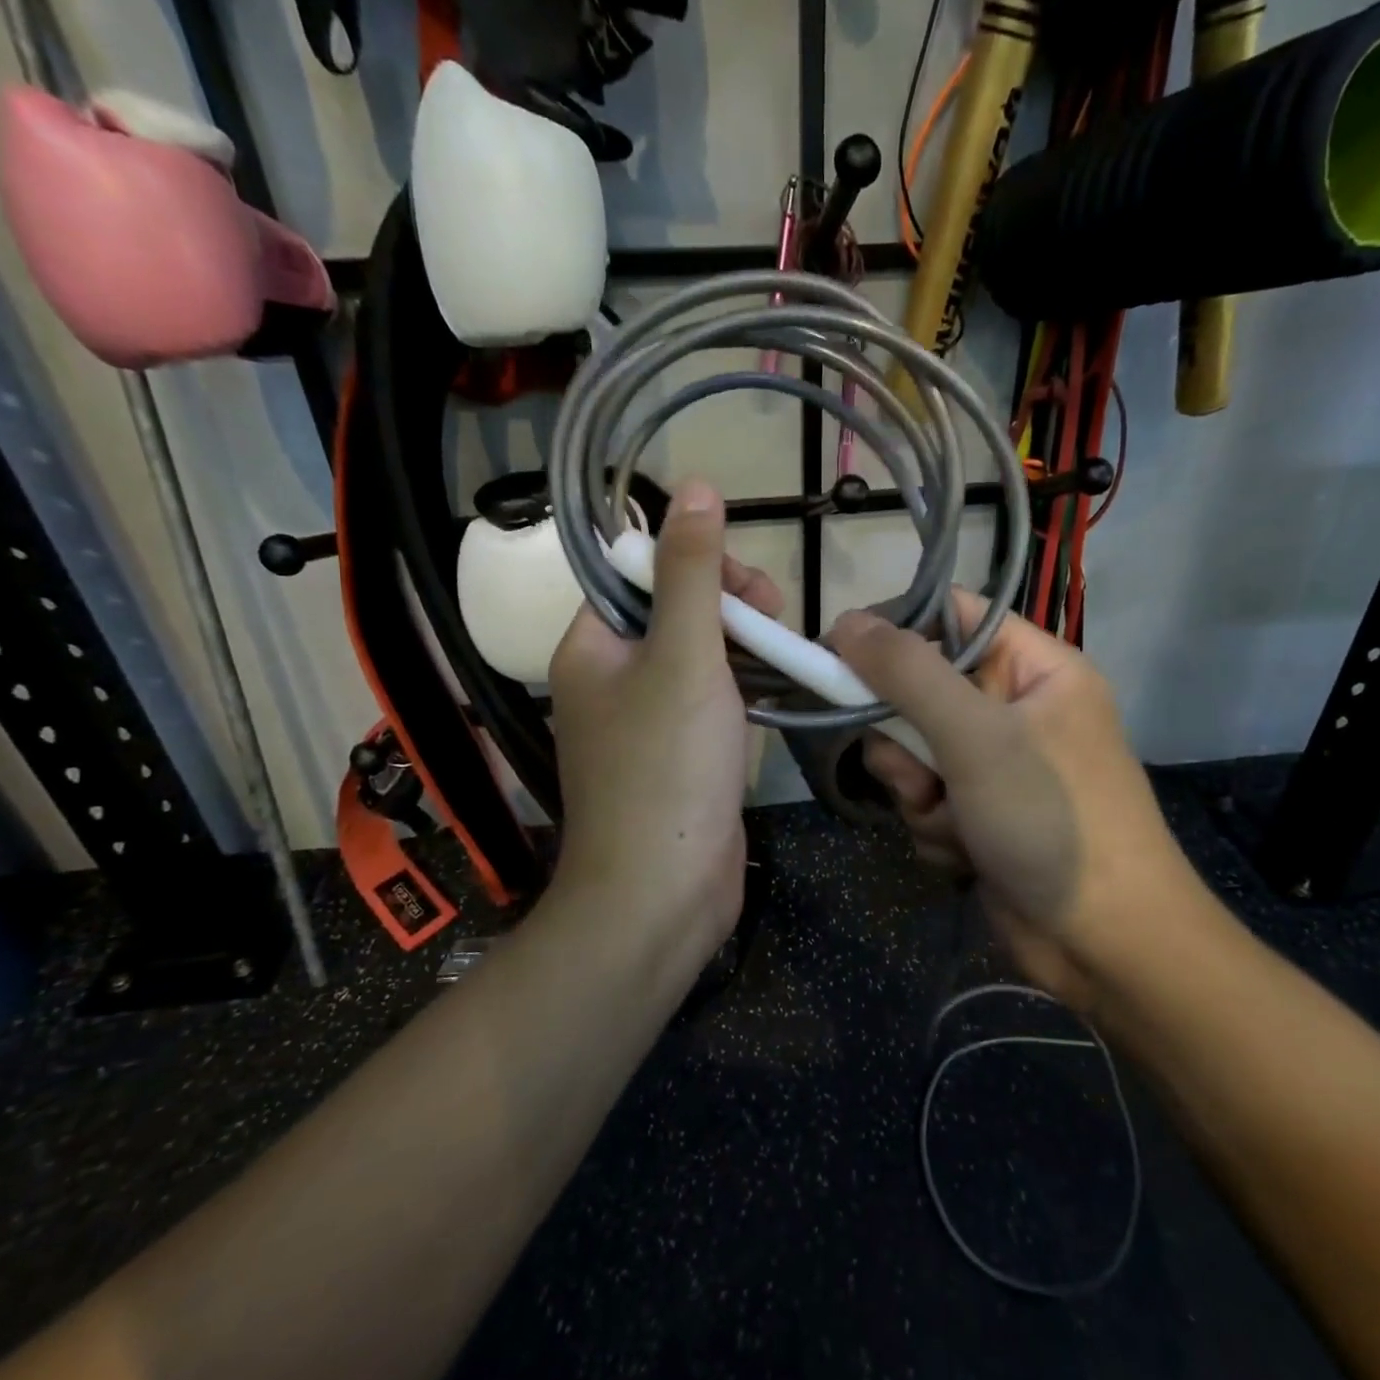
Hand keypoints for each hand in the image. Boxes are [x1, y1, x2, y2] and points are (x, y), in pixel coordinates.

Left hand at [548, 481, 781, 970]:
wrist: (661, 893)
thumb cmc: (667, 767)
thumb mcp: (684, 655)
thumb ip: (691, 572)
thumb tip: (695, 486)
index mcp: (592, 648)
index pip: (639, 575)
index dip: (695, 566)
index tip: (748, 586)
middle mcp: (610, 681)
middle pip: (672, 614)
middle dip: (728, 608)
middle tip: (775, 622)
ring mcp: (644, 725)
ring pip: (697, 661)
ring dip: (742, 649)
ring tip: (787, 656)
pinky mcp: (677, 761)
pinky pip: (710, 705)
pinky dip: (742, 692)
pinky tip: (777, 692)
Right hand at [831, 590, 1205, 1008]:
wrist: (1106, 944)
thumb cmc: (1051, 819)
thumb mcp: (977, 736)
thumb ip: (907, 674)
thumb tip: (844, 622)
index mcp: (1034, 669)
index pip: (952, 617)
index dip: (896, 629)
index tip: (840, 654)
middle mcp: (1014, 710)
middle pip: (919, 692)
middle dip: (905, 740)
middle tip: (917, 772)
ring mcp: (996, 767)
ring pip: (913, 754)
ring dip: (918, 792)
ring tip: (953, 822)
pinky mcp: (980, 816)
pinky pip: (926, 801)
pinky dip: (934, 828)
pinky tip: (966, 854)